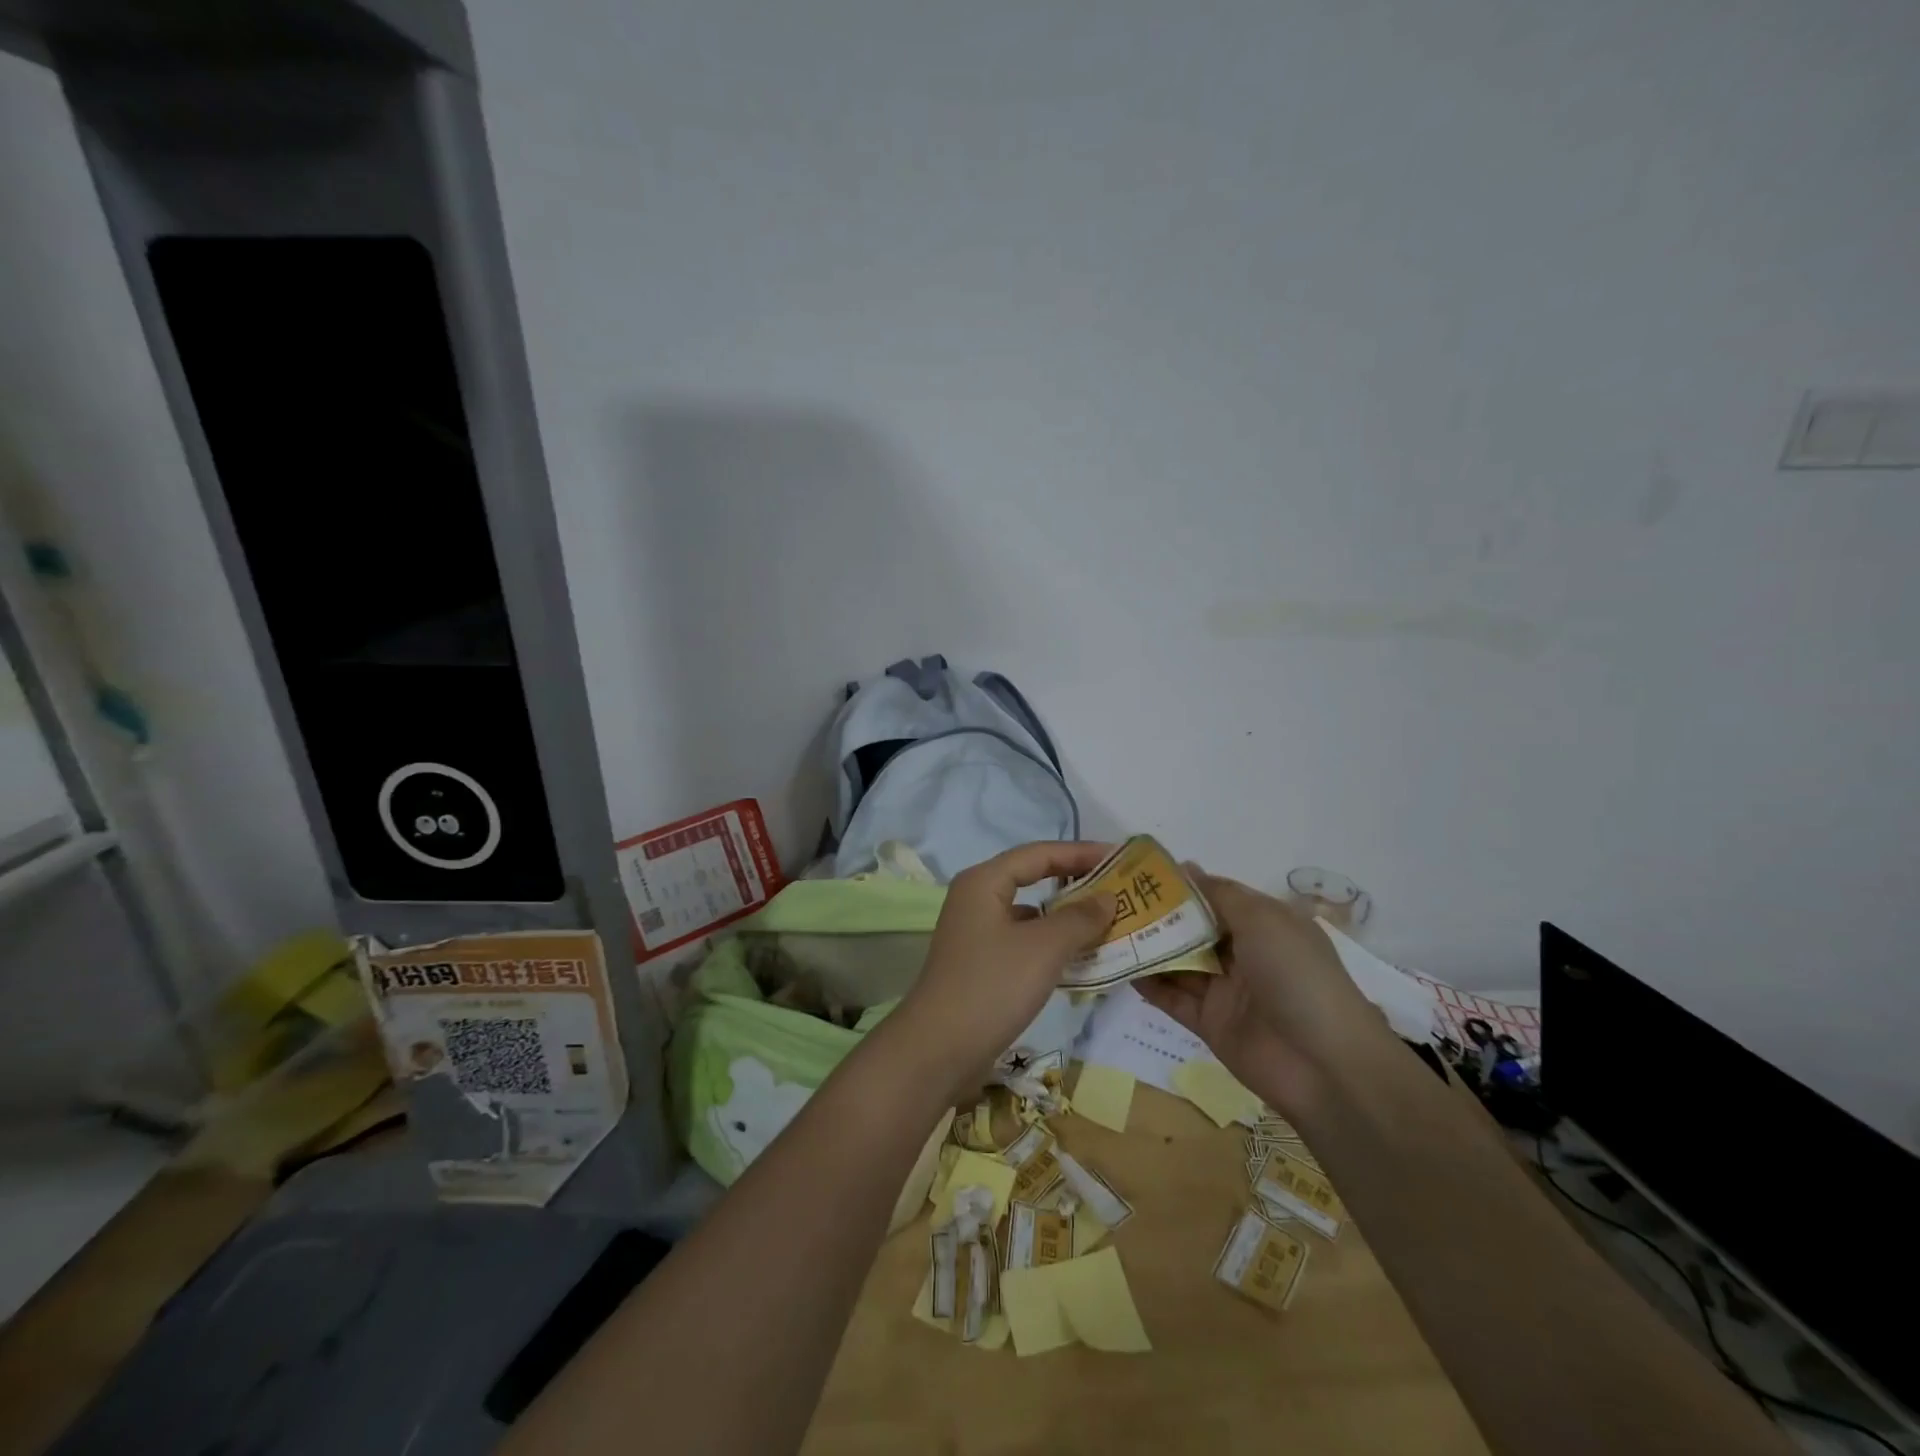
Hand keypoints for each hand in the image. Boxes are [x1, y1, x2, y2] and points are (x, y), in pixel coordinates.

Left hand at [889, 842, 1114, 1084]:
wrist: (939, 1050)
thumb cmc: (992, 986)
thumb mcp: (1044, 948)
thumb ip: (1080, 918)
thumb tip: (1107, 897)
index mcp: (984, 882)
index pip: (1039, 853)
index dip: (1080, 852)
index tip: (1119, 857)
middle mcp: (977, 899)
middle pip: (1033, 878)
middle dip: (1075, 882)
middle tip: (1118, 888)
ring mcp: (976, 933)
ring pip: (1030, 914)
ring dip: (1066, 917)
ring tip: (1108, 923)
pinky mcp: (981, 963)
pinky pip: (1024, 941)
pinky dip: (1052, 944)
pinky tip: (1079, 959)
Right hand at [1136, 870, 1394, 1117]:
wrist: (1324, 1065)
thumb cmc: (1296, 975)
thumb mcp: (1263, 920)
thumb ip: (1220, 894)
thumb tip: (1187, 868)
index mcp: (1265, 925)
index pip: (1216, 897)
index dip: (1182, 885)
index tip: (1139, 873)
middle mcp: (1245, 953)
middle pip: (1193, 929)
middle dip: (1157, 914)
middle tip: (1112, 900)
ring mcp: (1226, 990)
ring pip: (1180, 962)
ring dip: (1148, 948)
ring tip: (1106, 929)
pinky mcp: (1210, 1024)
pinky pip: (1174, 999)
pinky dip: (1149, 985)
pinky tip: (1120, 968)